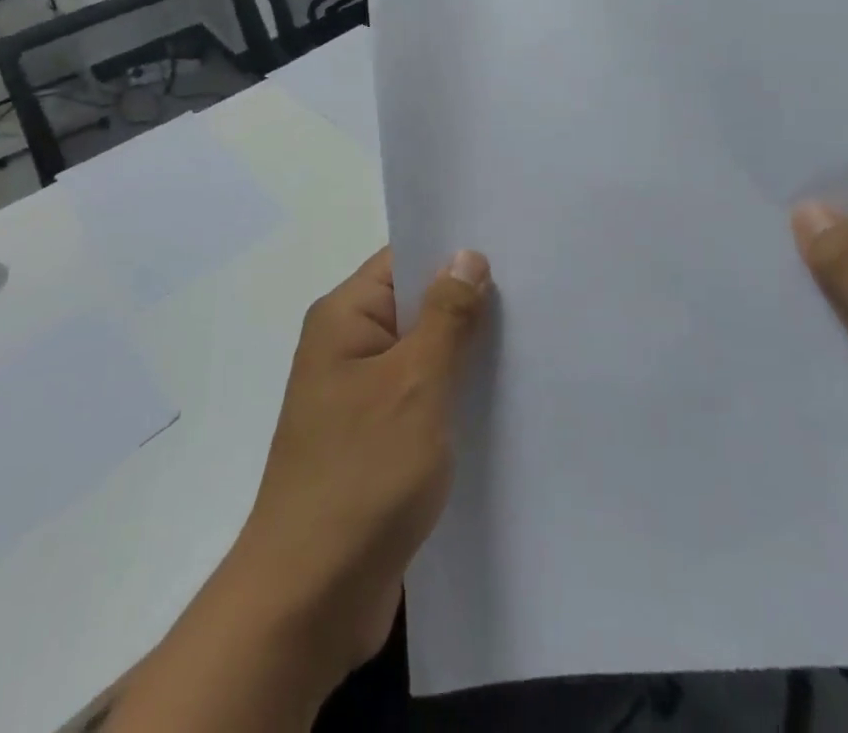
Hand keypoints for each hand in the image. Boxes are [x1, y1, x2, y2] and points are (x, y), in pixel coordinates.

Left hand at [222, 246, 492, 689]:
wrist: (309, 599)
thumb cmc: (361, 475)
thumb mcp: (414, 385)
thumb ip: (446, 317)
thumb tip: (467, 254)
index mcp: (344, 318)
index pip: (402, 261)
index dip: (452, 252)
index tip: (511, 247)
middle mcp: (347, 348)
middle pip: (415, 306)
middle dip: (468, 303)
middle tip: (537, 294)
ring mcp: (359, 398)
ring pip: (422, 357)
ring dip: (465, 354)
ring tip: (533, 341)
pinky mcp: (374, 443)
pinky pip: (420, 400)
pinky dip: (454, 397)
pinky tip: (503, 401)